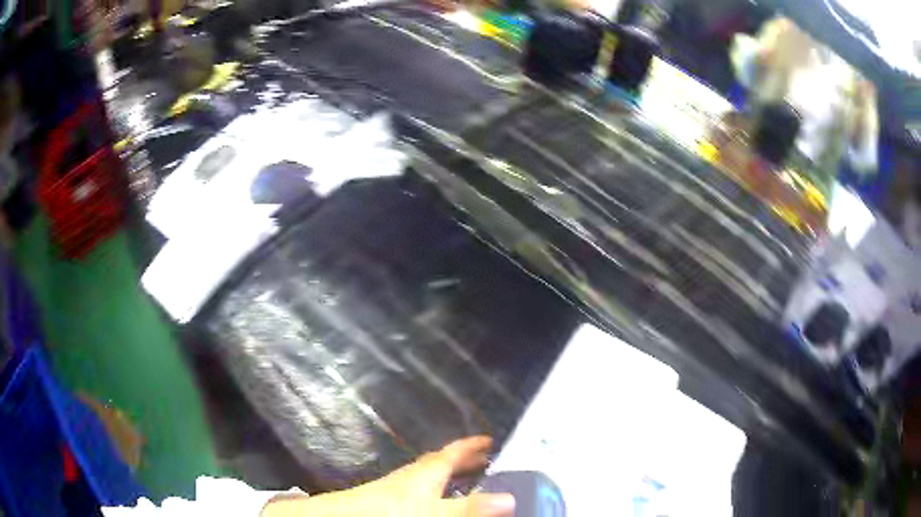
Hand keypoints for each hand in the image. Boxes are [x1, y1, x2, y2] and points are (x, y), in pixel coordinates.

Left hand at [263, 436, 514, 515]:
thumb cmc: (389, 511)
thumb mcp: (434, 511)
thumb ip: (469, 507)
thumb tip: (510, 499)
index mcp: (427, 473)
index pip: (453, 452)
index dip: (471, 445)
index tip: (489, 438)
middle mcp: (413, 476)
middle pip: (442, 462)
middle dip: (463, 459)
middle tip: (486, 460)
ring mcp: (399, 487)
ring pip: (430, 476)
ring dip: (449, 475)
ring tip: (467, 480)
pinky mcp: (389, 500)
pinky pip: (421, 489)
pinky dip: (436, 489)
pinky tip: (436, 501)